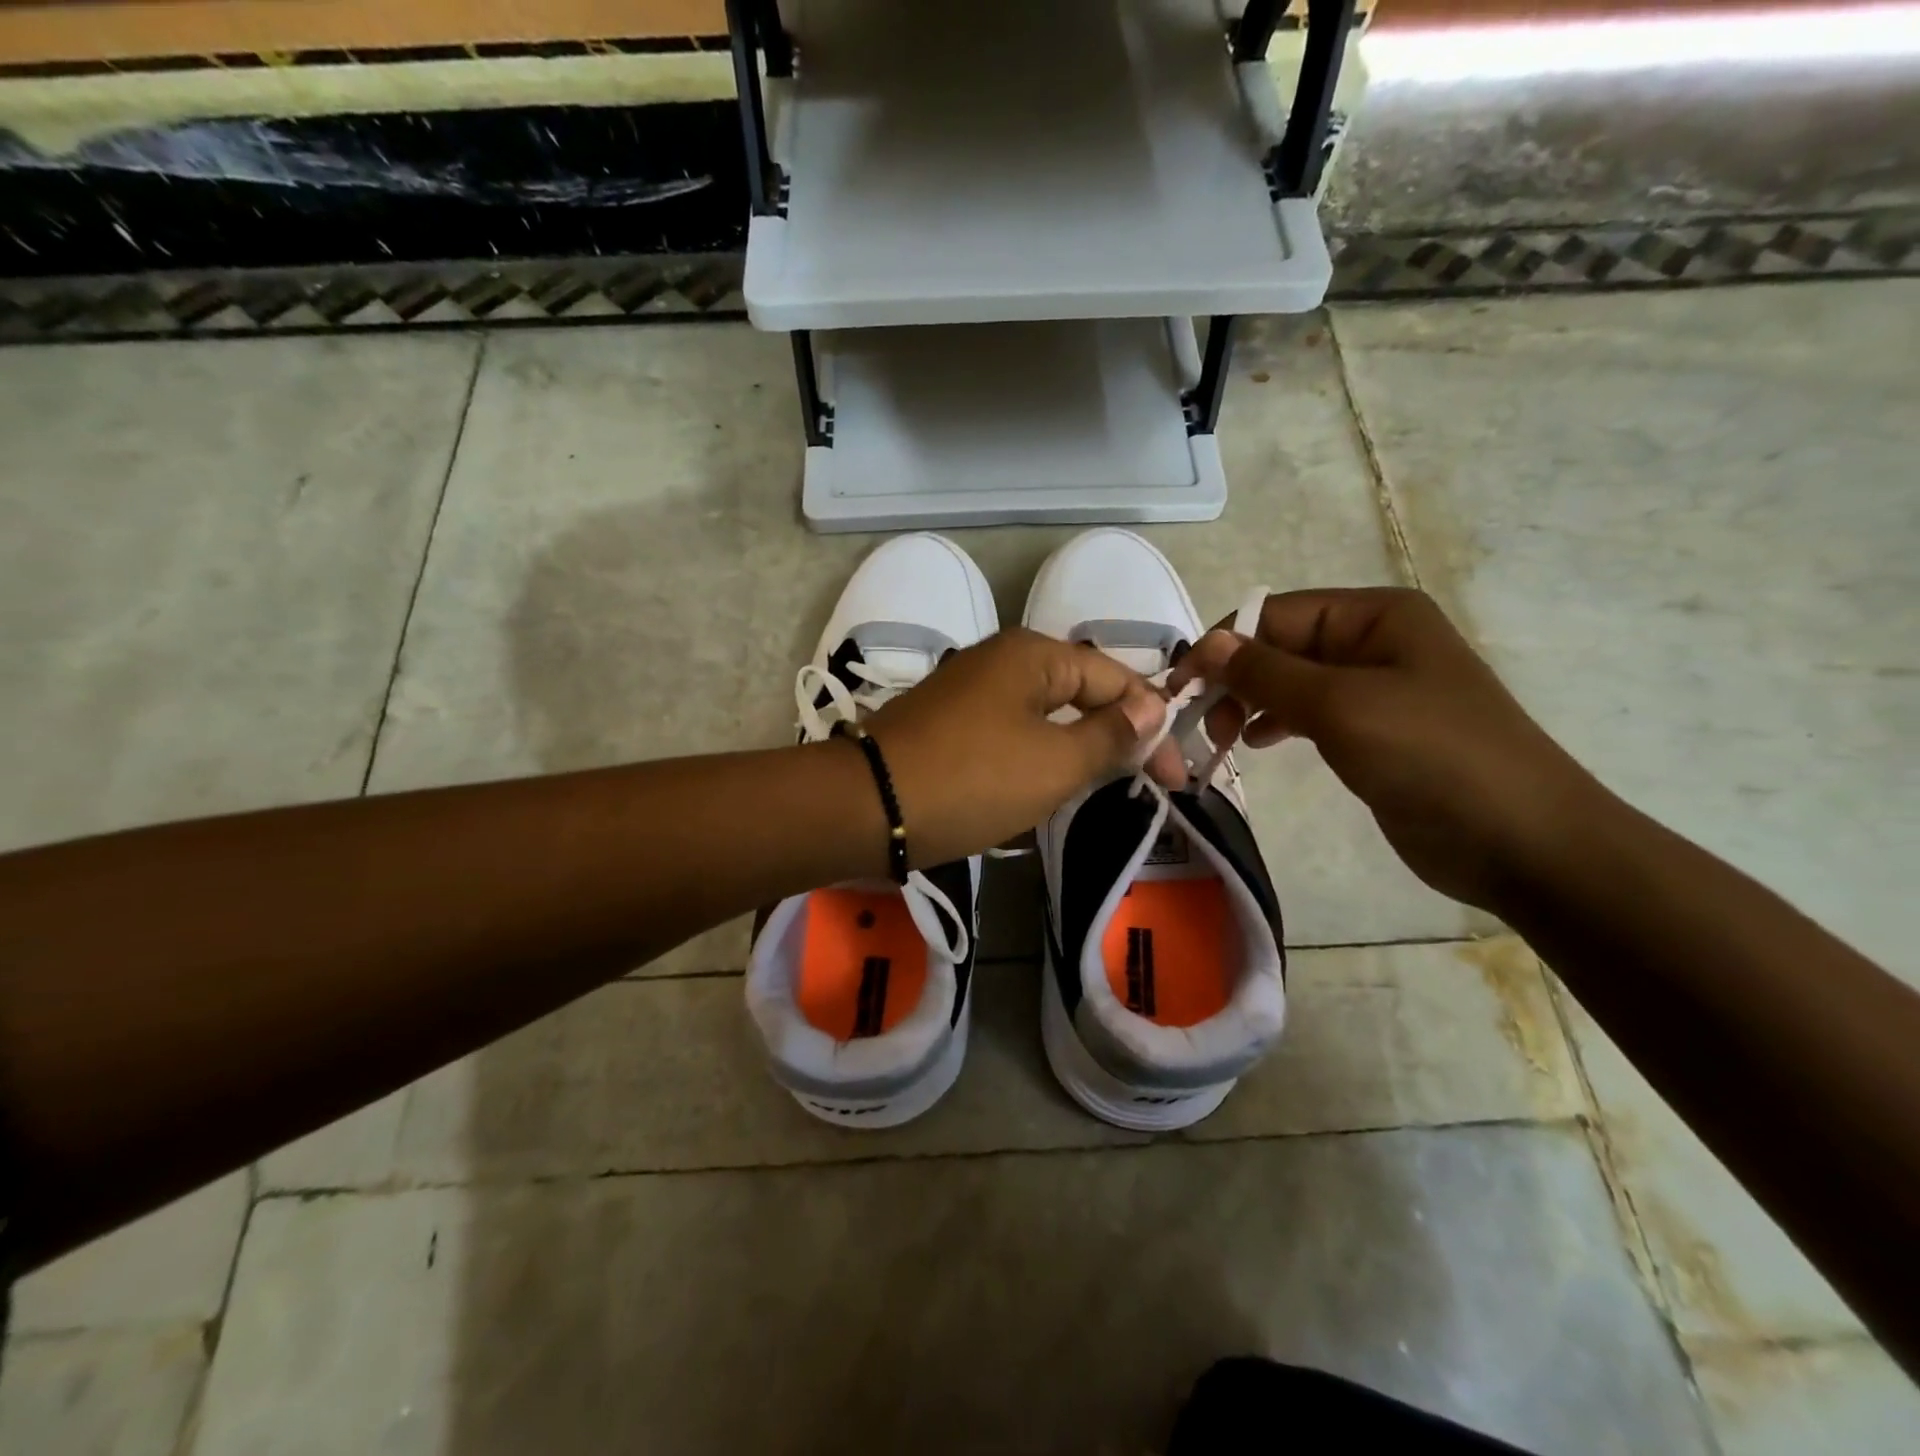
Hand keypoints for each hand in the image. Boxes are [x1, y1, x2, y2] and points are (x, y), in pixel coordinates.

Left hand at [864, 628, 1186, 866]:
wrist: (866, 808)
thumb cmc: (972, 780)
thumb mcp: (1054, 763)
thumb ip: (1110, 735)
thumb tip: (1154, 708)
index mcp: (1033, 654)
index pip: (1116, 679)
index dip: (1154, 726)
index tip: (1178, 779)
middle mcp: (1001, 661)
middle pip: (1080, 694)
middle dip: (1117, 737)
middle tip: (1148, 785)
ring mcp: (970, 693)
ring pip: (1045, 718)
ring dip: (1077, 751)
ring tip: (1106, 789)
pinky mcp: (949, 727)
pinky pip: (1011, 736)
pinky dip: (1037, 761)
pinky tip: (1047, 790)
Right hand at [1169, 588, 1605, 911]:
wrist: (1522, 841)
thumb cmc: (1432, 756)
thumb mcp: (1341, 705)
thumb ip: (1267, 672)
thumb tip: (1205, 644)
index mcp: (1376, 615)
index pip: (1275, 613)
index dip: (1224, 645)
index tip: (1181, 688)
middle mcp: (1374, 641)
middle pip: (1280, 646)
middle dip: (1237, 679)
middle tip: (1206, 725)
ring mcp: (1376, 688)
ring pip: (1290, 682)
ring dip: (1250, 703)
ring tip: (1225, 738)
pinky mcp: (1373, 731)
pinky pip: (1308, 713)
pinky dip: (1276, 724)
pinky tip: (1257, 744)